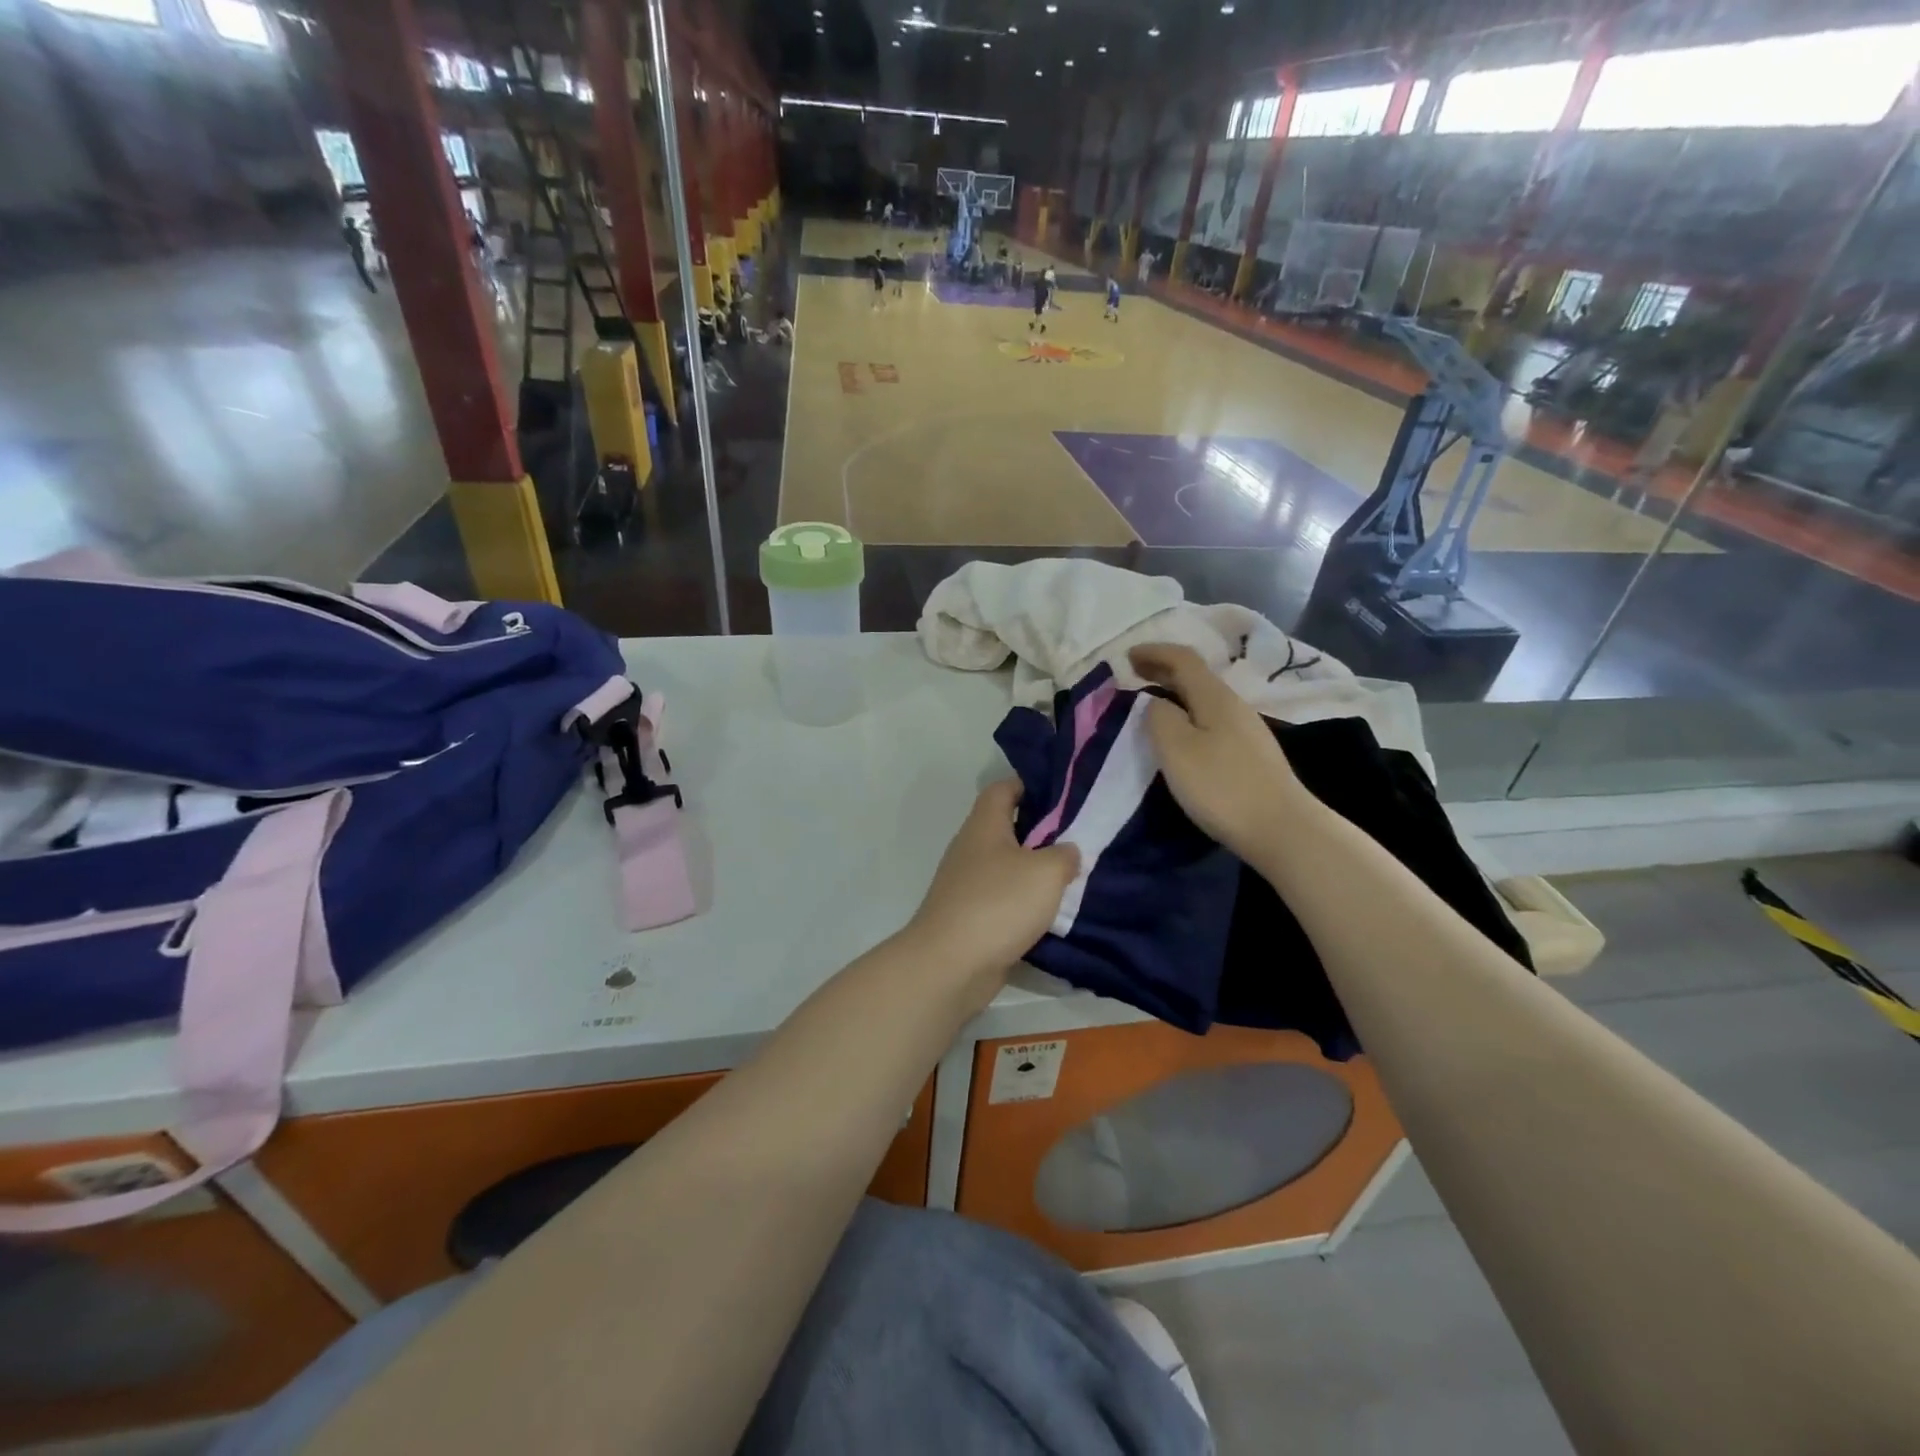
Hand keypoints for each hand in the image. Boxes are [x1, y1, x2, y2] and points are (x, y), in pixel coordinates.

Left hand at [904, 781, 1079, 996]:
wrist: (951, 964)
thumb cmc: (998, 903)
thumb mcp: (1046, 872)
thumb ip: (1064, 855)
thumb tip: (1068, 851)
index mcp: (984, 825)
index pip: (1003, 789)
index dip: (1030, 784)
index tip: (1063, 794)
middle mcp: (971, 848)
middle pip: (1007, 828)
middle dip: (1041, 831)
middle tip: (1079, 838)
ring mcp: (967, 884)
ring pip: (1007, 867)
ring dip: (1035, 872)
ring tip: (1073, 876)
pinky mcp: (970, 916)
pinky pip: (1003, 900)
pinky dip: (1025, 903)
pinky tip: (1052, 913)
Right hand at [1130, 643, 1307, 862]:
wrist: (1282, 829)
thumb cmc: (1222, 787)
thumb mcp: (1177, 749)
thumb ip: (1159, 718)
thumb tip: (1155, 704)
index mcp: (1214, 697)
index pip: (1183, 659)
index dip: (1154, 652)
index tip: (1125, 657)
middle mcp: (1233, 706)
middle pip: (1196, 676)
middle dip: (1163, 670)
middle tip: (1133, 674)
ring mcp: (1246, 730)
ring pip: (1204, 699)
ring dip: (1175, 694)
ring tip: (1151, 704)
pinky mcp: (1249, 755)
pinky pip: (1211, 720)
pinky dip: (1188, 715)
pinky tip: (1181, 735)